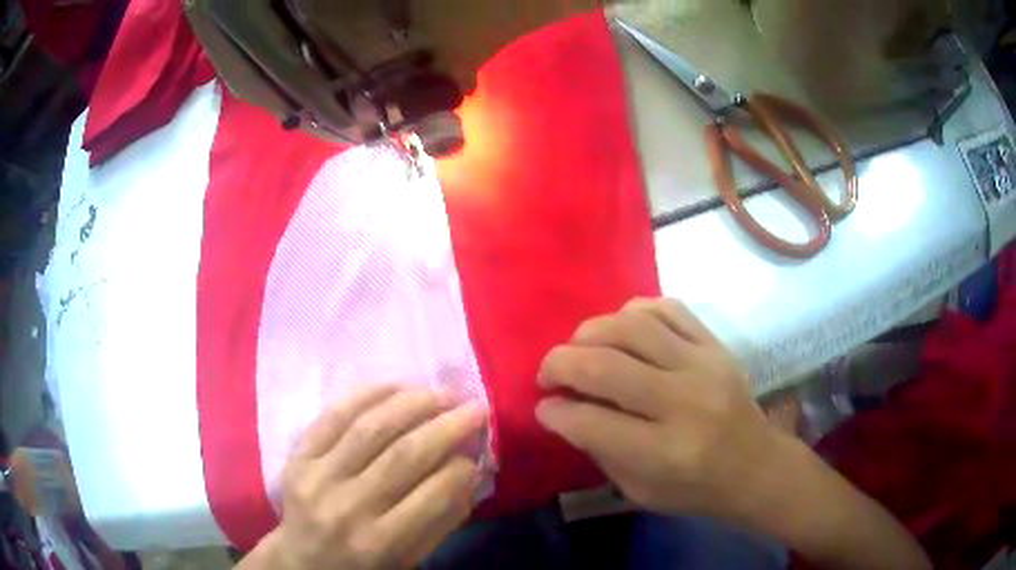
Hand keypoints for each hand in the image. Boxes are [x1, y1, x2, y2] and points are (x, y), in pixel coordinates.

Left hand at [246, 385, 487, 569]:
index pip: (432, 495)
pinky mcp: (297, 457)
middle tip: (475, 408)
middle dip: (447, 426)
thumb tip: (471, 471)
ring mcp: (317, 477)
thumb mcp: (409, 560)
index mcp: (380, 543)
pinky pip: (333, 415)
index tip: (477, 451)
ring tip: (441, 393)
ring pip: (370, 428)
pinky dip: (367, 395)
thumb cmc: (362, 566)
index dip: (462, 467)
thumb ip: (441, 520)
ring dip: (412, 403)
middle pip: (404, 455)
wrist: (301, 562)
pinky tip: (396, 387)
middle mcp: (348, 507)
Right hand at [534, 297, 783, 520]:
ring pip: (633, 326)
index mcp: (665, 453)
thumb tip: (562, 408)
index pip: (591, 422)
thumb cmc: (697, 489)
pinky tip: (621, 329)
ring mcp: (705, 365)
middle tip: (548, 373)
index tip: (543, 406)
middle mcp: (684, 403)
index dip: (555, 411)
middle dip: (560, 364)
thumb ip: (600, 450)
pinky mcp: (717, 345)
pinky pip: (668, 309)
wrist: (757, 465)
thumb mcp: (640, 492)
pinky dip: (633, 312)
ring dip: (590, 332)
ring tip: (579, 347)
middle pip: (605, 366)